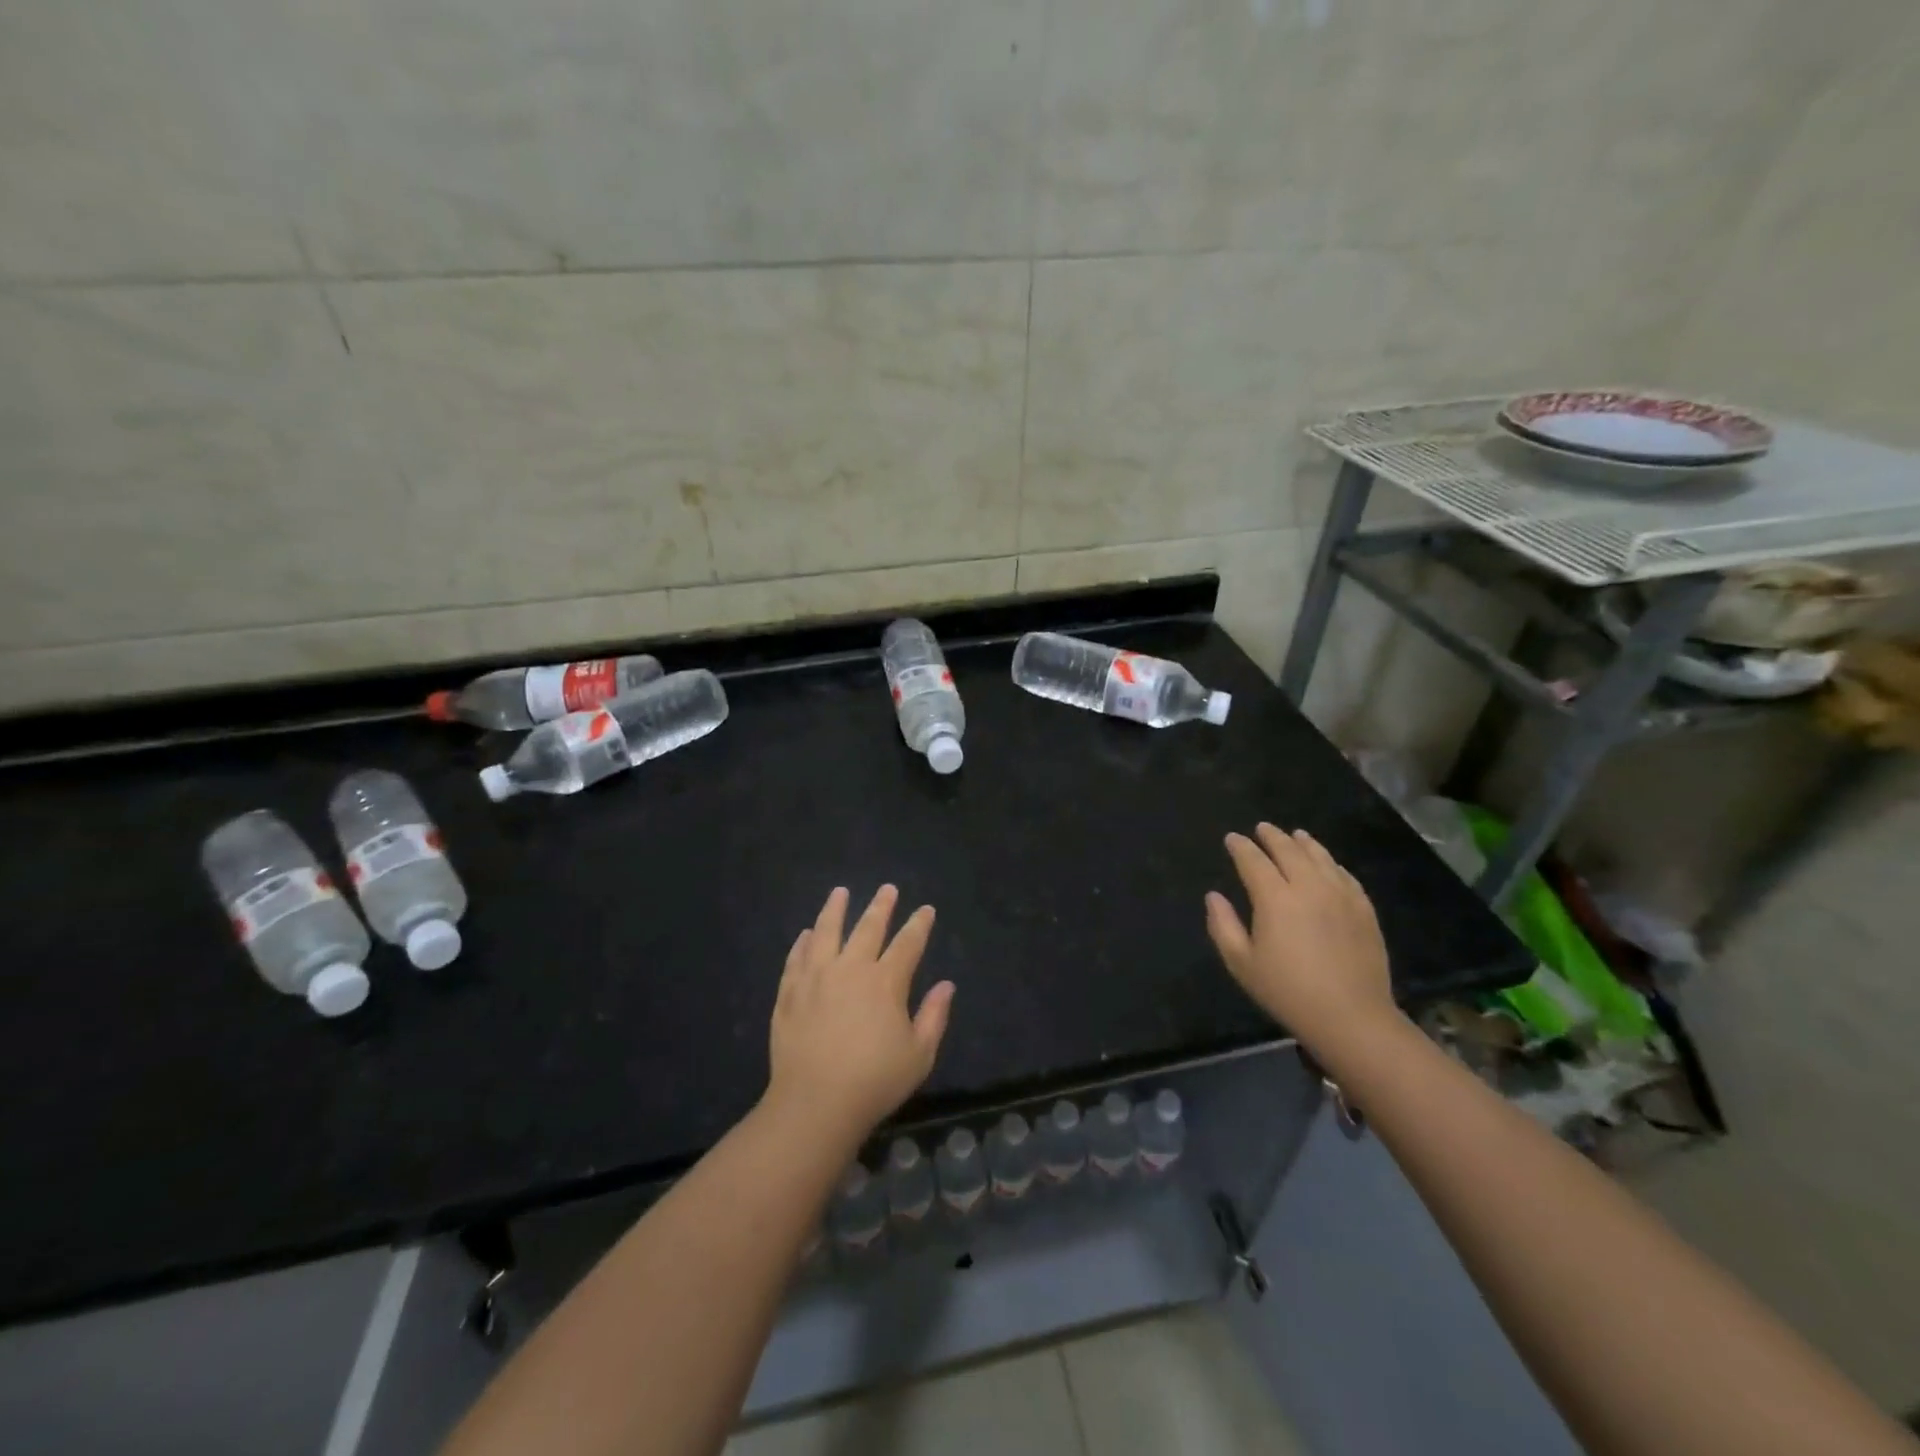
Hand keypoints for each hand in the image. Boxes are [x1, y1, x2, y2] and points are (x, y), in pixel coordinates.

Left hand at [765, 885, 953, 1145]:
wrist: (814, 1104)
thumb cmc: (874, 1082)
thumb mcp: (919, 1055)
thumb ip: (934, 1016)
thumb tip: (946, 985)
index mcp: (885, 982)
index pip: (907, 944)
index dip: (919, 925)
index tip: (926, 910)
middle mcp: (850, 969)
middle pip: (868, 928)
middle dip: (880, 906)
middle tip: (887, 889)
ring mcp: (815, 978)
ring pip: (826, 932)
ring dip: (835, 909)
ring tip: (840, 892)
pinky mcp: (789, 993)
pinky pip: (796, 959)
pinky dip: (803, 943)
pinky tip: (806, 934)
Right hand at [1205, 824, 1398, 1059]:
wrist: (1352, 1017)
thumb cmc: (1288, 992)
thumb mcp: (1242, 963)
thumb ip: (1223, 925)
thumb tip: (1214, 896)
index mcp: (1275, 898)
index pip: (1253, 861)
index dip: (1241, 847)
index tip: (1232, 838)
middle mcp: (1309, 887)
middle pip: (1289, 850)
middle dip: (1272, 837)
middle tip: (1262, 828)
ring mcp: (1341, 895)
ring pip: (1320, 857)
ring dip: (1304, 843)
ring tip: (1295, 835)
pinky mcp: (1364, 909)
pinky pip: (1345, 875)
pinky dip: (1332, 863)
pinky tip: (1328, 864)